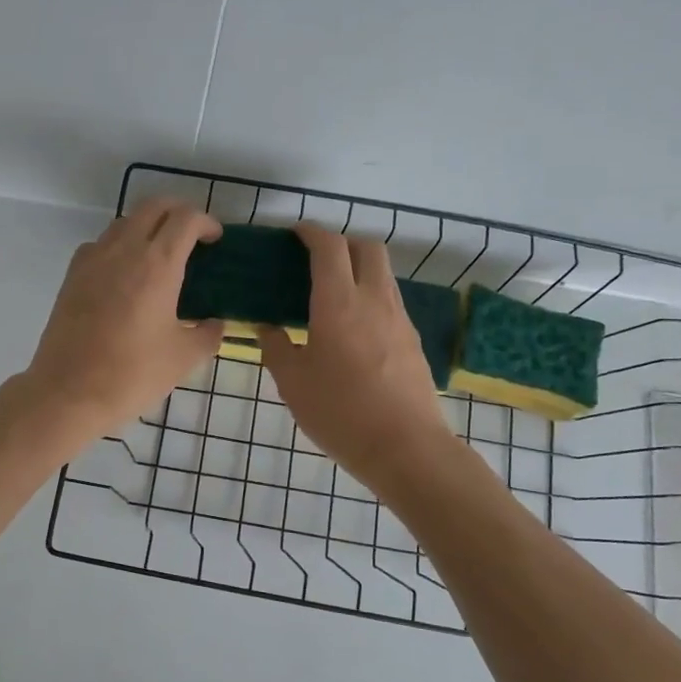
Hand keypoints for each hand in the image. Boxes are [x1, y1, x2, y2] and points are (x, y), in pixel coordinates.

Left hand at [21, 198, 223, 441]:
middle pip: (153, 207)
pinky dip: (119, 246)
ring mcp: (93, 259)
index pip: (186, 219)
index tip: (216, 240)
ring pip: (125, 222)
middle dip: (177, 212)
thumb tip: (215, 323)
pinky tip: (125, 275)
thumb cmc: (132, 374)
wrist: (68, 392)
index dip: (206, 222)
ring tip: (160, 256)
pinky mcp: (72, 275)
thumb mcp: (184, 358)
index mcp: (157, 264)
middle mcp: (124, 250)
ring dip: (147, 227)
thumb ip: (208, 334)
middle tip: (192, 237)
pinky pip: (100, 244)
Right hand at [258, 224, 454, 488]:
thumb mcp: (292, 383)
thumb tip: (268, 327)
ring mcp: (399, 319)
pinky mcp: (413, 341)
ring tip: (332, 294)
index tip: (295, 234)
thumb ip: (276, 348)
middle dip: (342, 242)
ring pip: (383, 274)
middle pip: (367, 247)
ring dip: (359, 269)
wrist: (406, 448)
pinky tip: (354, 328)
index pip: (329, 247)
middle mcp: (374, 300)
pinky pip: (390, 302)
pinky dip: (371, 297)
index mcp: (339, 303)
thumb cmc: (340, 413)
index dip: (311, 232)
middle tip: (316, 260)